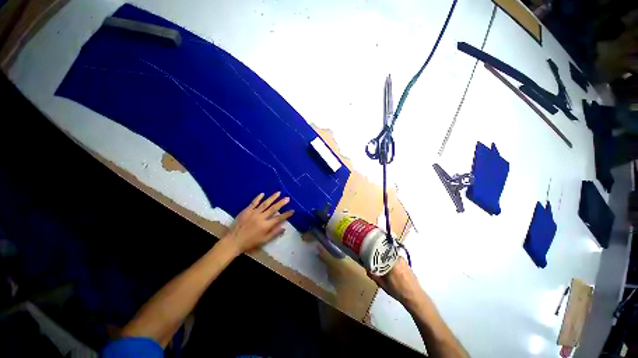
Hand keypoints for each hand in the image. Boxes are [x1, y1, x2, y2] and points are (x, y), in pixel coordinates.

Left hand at [222, 192, 293, 254]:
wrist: (233, 241)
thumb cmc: (250, 243)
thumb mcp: (263, 241)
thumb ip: (274, 233)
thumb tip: (284, 228)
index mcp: (266, 225)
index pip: (279, 218)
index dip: (286, 214)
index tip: (292, 210)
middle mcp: (261, 217)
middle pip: (273, 208)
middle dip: (281, 203)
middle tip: (287, 198)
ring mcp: (253, 213)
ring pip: (265, 203)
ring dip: (272, 198)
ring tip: (278, 193)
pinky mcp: (246, 211)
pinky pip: (253, 203)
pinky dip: (258, 198)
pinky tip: (263, 194)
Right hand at [367, 257, 424, 308]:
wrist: (414, 297)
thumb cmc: (398, 291)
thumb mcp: (382, 285)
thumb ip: (373, 275)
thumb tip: (366, 267)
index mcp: (391, 262)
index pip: (378, 252)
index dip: (372, 252)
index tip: (367, 253)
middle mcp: (397, 258)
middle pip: (383, 252)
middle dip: (377, 254)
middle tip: (372, 259)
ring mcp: (402, 259)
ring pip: (389, 254)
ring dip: (383, 257)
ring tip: (379, 263)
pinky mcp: (404, 261)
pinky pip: (394, 257)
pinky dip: (389, 259)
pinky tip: (387, 266)